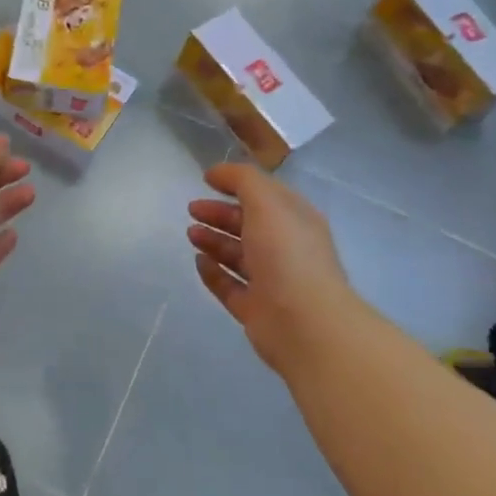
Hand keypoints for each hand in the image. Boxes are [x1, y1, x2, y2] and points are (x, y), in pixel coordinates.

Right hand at [187, 163, 359, 373]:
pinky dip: (213, 273)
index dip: (237, 185)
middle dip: (220, 214)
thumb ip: (242, 180)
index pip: (265, 195)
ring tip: (191, 234)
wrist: (304, 323)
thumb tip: (216, 173)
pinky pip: (230, 286)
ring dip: (214, 241)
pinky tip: (198, 262)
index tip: (206, 180)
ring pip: (238, 255)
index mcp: (296, 221)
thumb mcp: (266, 202)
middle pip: (249, 225)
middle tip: (192, 209)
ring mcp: (272, 281)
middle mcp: (286, 249)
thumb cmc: (287, 254)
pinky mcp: (256, 309)